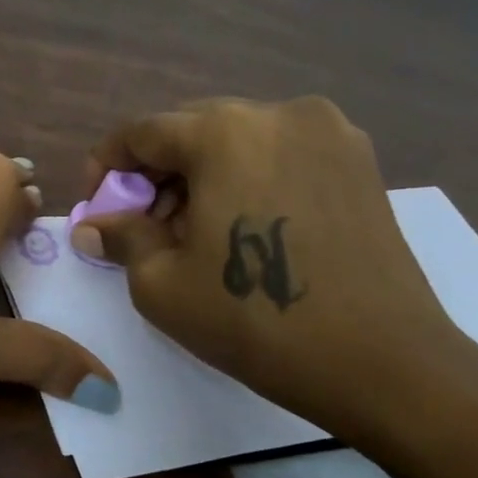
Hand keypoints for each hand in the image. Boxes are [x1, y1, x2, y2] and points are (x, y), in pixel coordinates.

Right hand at [69, 97, 477, 448]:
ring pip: (237, 139)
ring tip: (195, 231)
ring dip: (202, 175)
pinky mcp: (358, 160)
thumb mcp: (162, 284)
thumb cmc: (257, 320)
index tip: (97, 204)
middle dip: (156, 173)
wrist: (386, 365)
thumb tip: (91, 224)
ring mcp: (327, 132)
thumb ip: (121, 237)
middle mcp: (276, 113)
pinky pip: (279, 153)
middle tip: (144, 224)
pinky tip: (245, 226)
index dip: (107, 166)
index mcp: (223, 132)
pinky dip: (248, 177)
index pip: (141, 132)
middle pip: (190, 130)